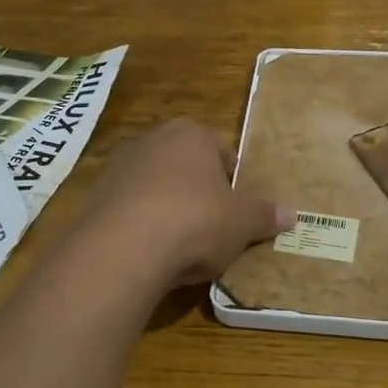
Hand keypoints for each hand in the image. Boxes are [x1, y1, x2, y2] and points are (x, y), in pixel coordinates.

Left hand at [81, 119, 293, 286]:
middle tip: (213, 230)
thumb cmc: (195, 220)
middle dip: (199, 195)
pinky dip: (141, 227)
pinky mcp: (95, 197)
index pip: (222, 153)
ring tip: (180, 247)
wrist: (123, 247)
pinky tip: (150, 253)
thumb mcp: (242, 222)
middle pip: (186, 168)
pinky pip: (129, 211)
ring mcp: (119, 167)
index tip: (237, 212)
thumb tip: (292, 214)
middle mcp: (152, 140)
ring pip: (155, 189)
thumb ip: (265, 215)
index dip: (233, 184)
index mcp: (191, 134)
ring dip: (168, 211)